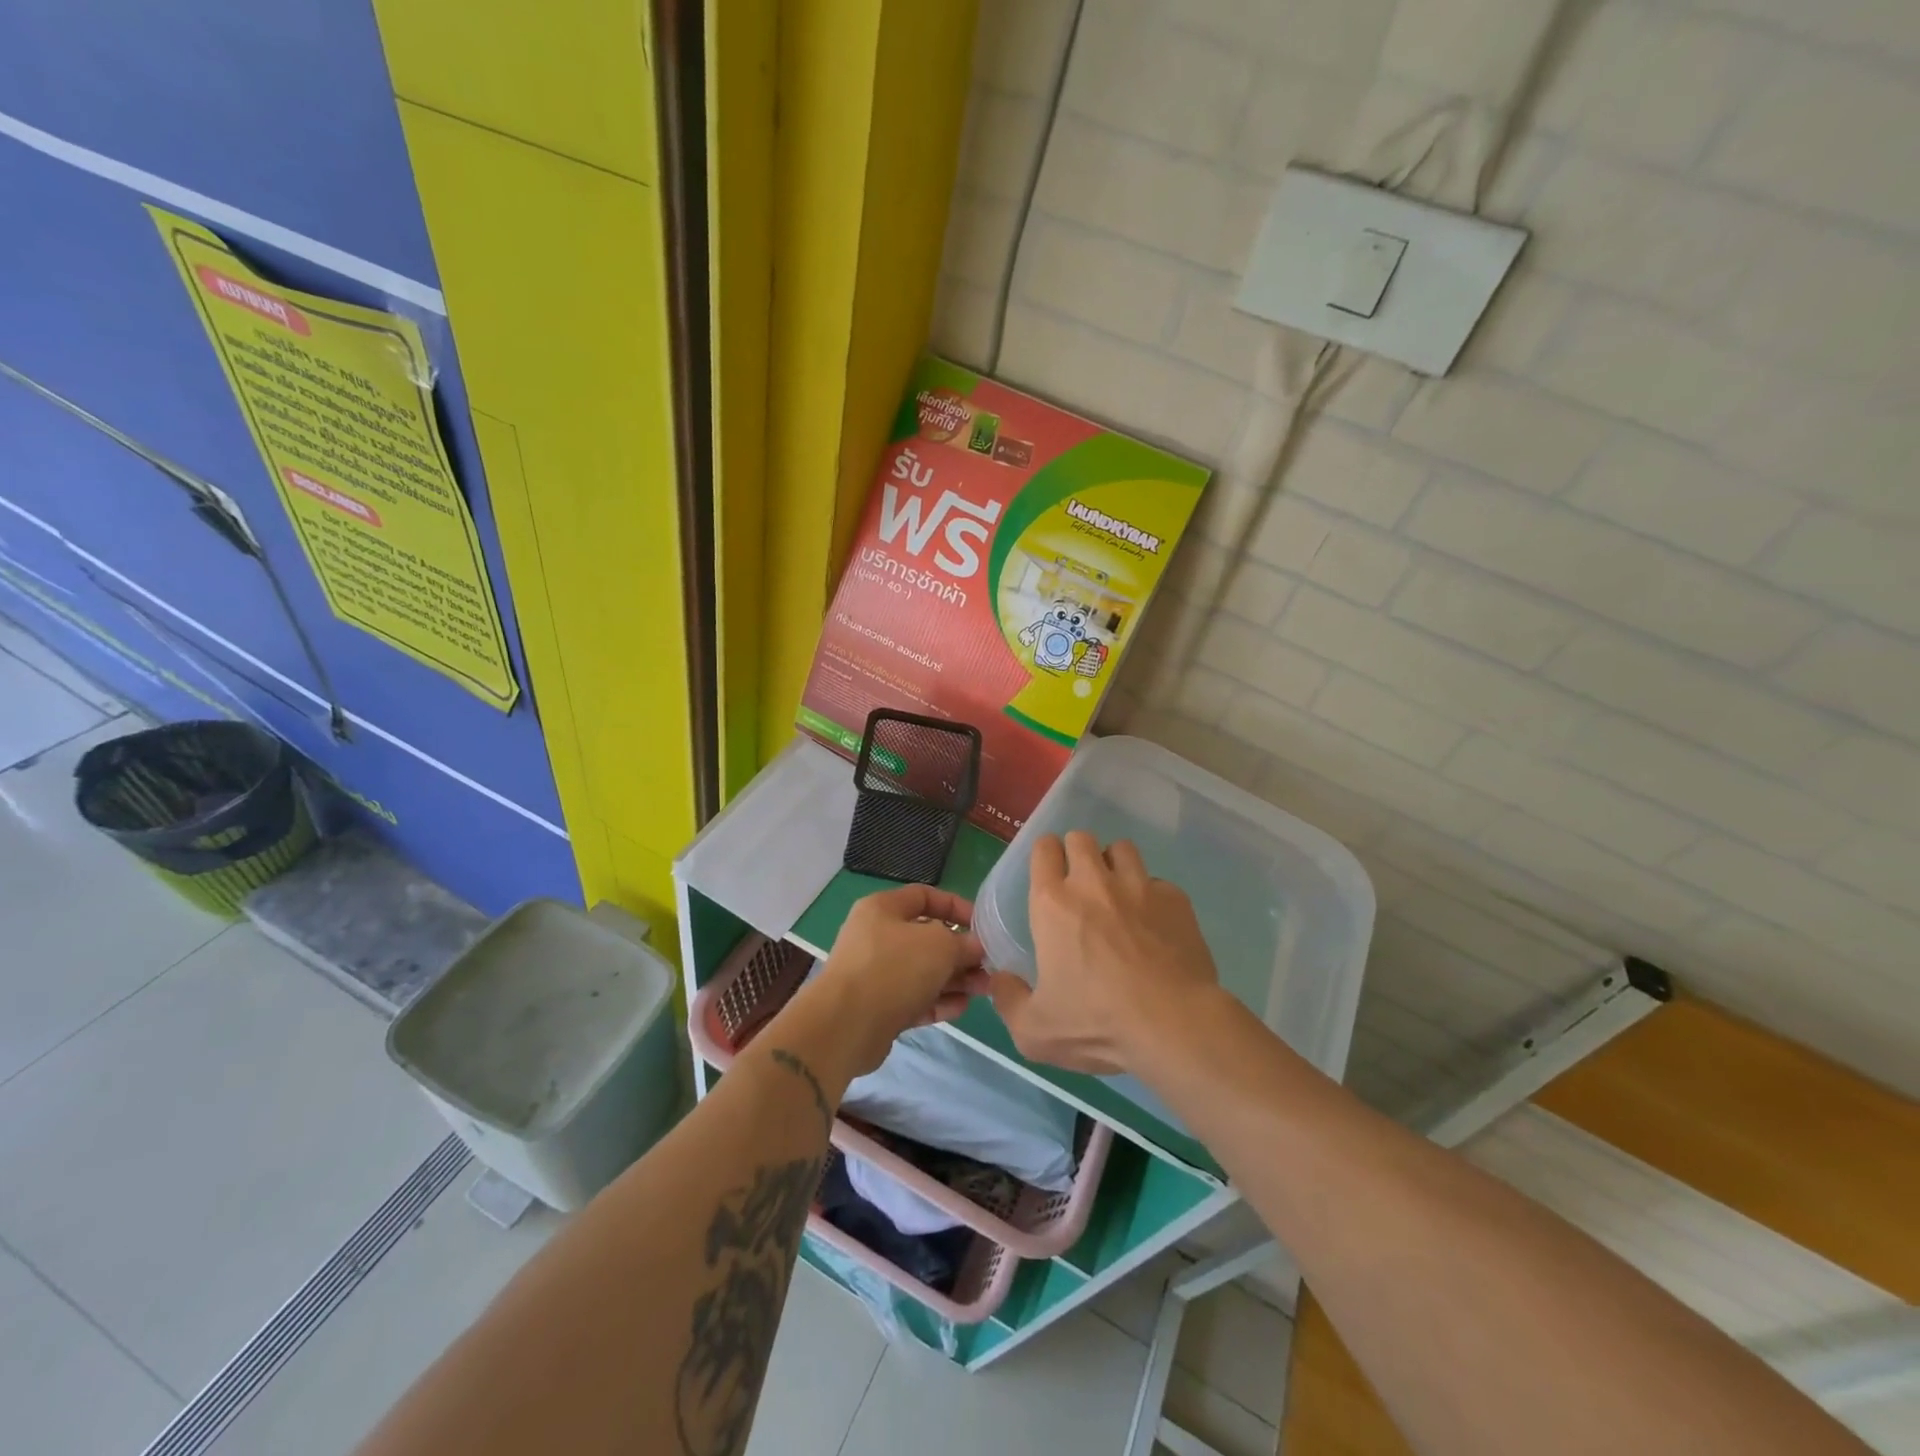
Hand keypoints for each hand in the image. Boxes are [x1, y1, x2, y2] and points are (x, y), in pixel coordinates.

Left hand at [808, 884, 989, 1077]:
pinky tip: (961, 1008)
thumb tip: (975, 947)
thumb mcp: (939, 945)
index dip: (956, 907)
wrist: (845, 1026)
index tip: (982, 926)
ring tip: (983, 989)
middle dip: (960, 951)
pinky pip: (914, 998)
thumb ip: (962, 942)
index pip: (925, 896)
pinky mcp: (878, 1007)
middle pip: (927, 937)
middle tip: (989, 965)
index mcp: (883, 909)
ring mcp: (875, 973)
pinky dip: (937, 1001)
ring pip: (923, 971)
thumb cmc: (893, 968)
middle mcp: (877, 936)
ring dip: (954, 979)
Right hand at [990, 832, 1222, 1074]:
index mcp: (1053, 904)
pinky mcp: (1176, 900)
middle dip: (1077, 853)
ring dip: (1115, 865)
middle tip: (1080, 885)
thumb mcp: (1035, 1030)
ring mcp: (1139, 886)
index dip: (1045, 855)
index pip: (1044, 849)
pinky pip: (1158, 882)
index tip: (1049, 874)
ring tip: (1117, 895)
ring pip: (1122, 849)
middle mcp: (1094, 883)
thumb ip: (1009, 1001)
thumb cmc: (1097, 1024)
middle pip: (1081, 838)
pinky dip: (1152, 896)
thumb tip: (1000, 980)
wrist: (1173, 1025)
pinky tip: (1154, 925)